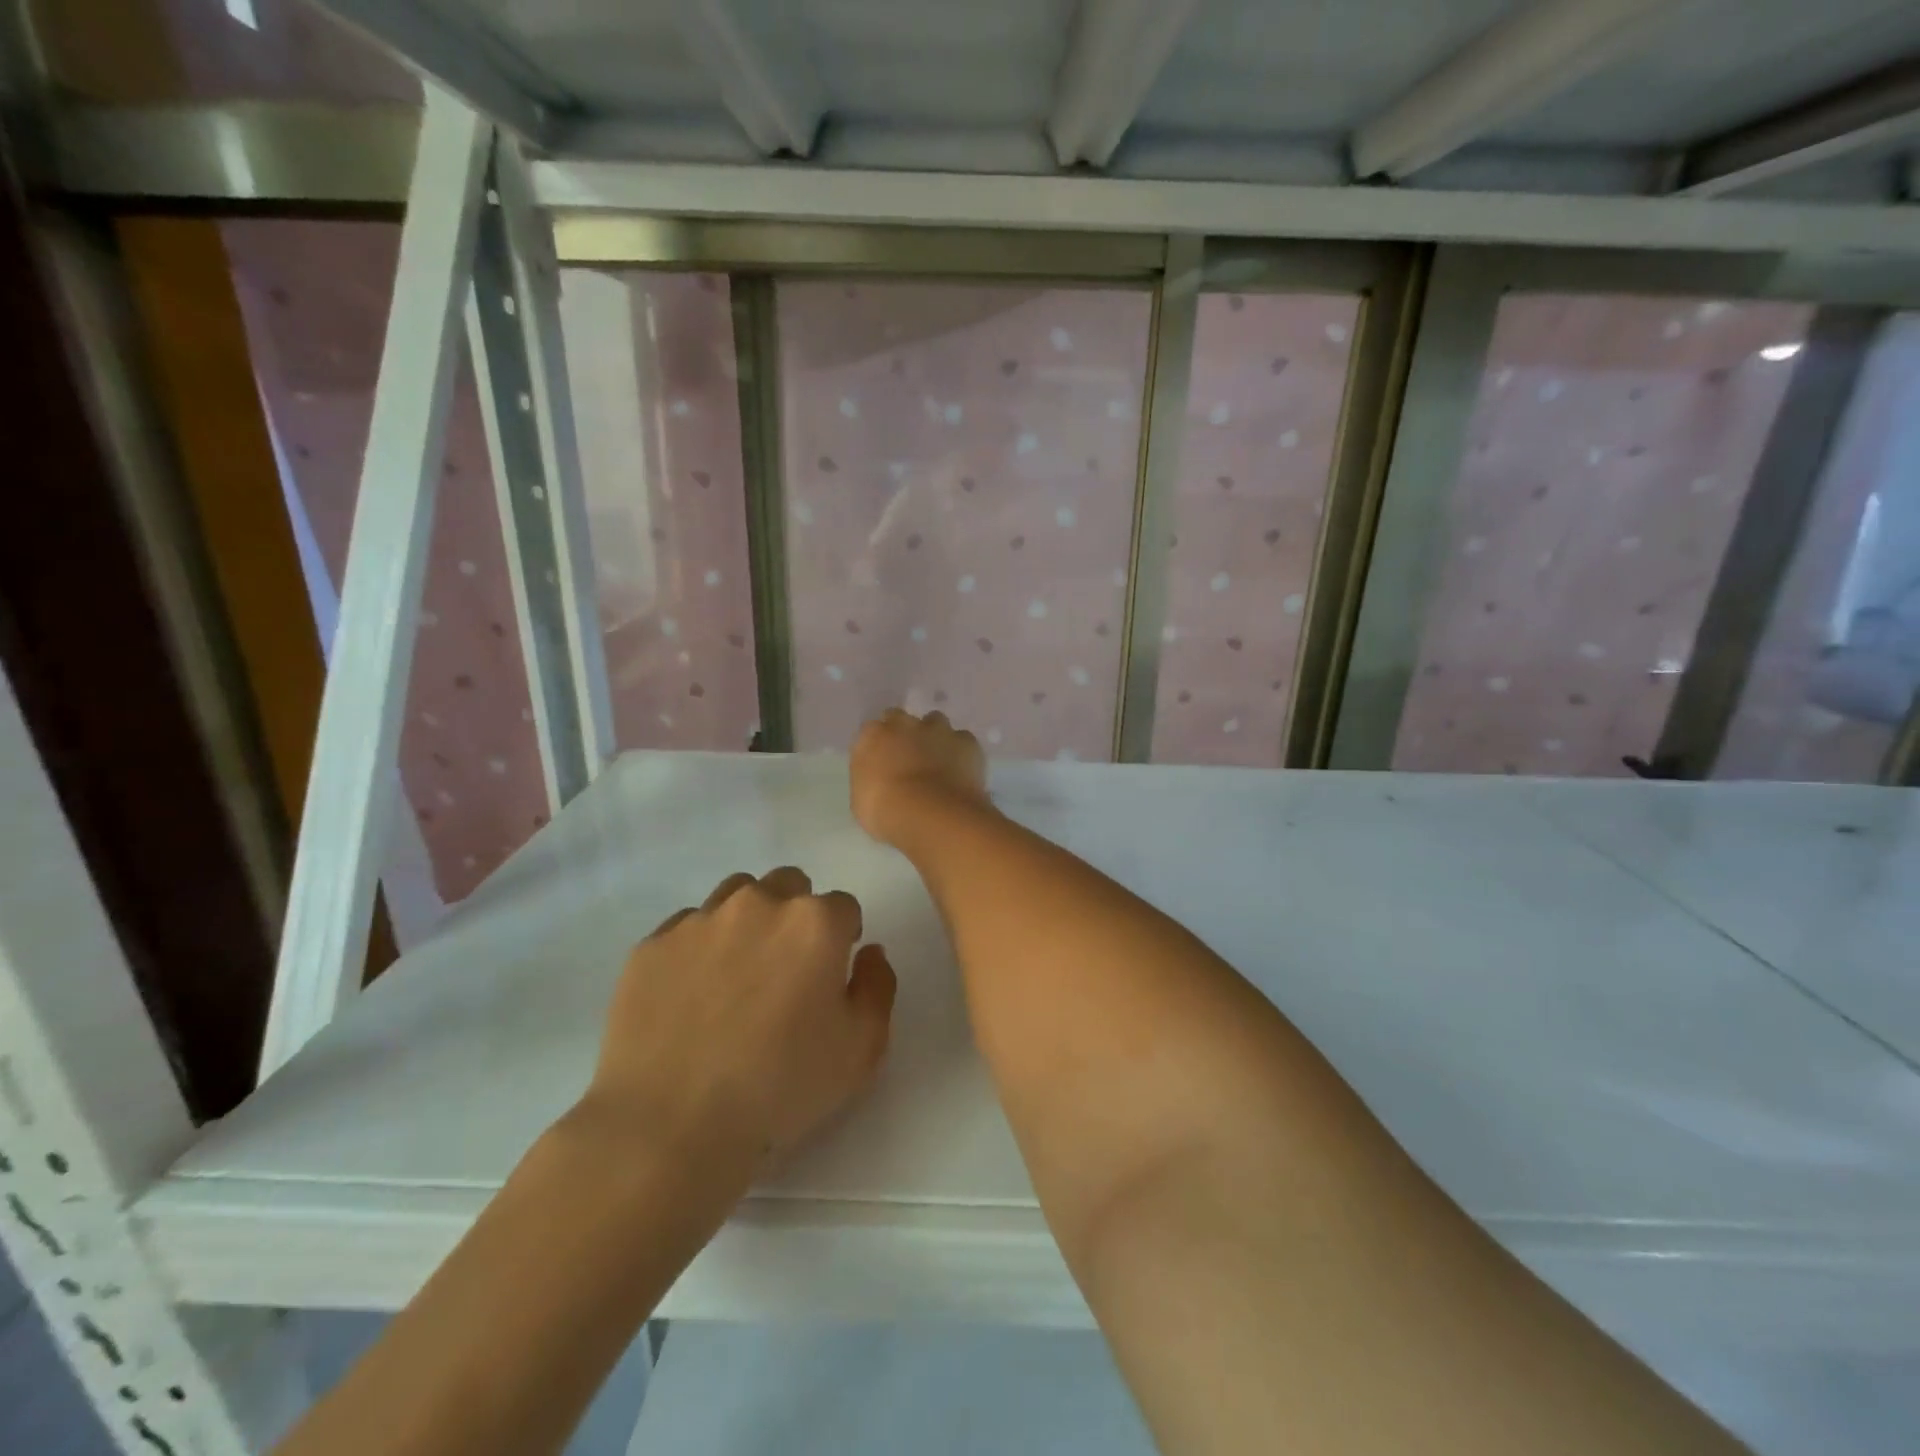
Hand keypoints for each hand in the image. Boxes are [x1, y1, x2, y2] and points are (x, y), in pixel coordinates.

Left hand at [583, 868, 895, 1166]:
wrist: (670, 1126)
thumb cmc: (780, 1087)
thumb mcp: (861, 1049)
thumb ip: (877, 986)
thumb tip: (867, 952)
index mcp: (814, 923)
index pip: (843, 906)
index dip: (843, 939)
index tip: (830, 976)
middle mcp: (758, 904)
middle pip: (789, 886)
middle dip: (797, 916)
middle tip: (786, 970)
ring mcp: (699, 920)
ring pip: (737, 895)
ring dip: (749, 920)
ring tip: (738, 975)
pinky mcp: (652, 945)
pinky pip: (687, 927)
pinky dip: (699, 948)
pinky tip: (693, 996)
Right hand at [851, 709, 989, 848]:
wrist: (932, 816)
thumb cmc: (887, 813)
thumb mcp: (862, 800)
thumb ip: (870, 778)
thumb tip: (879, 776)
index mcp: (872, 736)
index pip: (871, 731)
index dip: (879, 746)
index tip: (882, 763)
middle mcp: (904, 724)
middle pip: (902, 720)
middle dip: (904, 734)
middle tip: (908, 759)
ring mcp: (938, 730)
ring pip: (935, 722)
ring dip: (934, 737)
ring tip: (938, 762)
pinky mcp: (966, 741)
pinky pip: (962, 740)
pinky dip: (961, 751)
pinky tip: (960, 771)